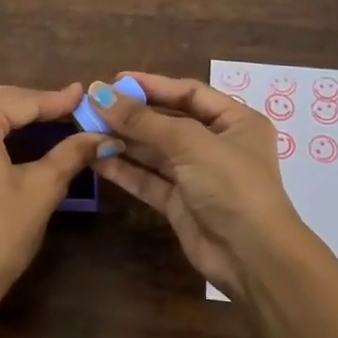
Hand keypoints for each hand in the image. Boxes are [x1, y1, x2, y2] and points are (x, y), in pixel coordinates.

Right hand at [90, 72, 337, 337]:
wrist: (251, 256)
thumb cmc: (231, 185)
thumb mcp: (189, 143)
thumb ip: (143, 120)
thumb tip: (99, 92)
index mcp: (236, 121)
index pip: (189, 93)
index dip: (152, 85)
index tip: (114, 80)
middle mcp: (217, 145)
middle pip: (167, 121)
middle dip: (131, 114)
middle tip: (91, 105)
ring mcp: (197, 176)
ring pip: (154, 152)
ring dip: (122, 140)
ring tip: (85, 128)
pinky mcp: (179, 203)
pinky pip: (148, 179)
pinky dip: (124, 169)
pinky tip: (96, 157)